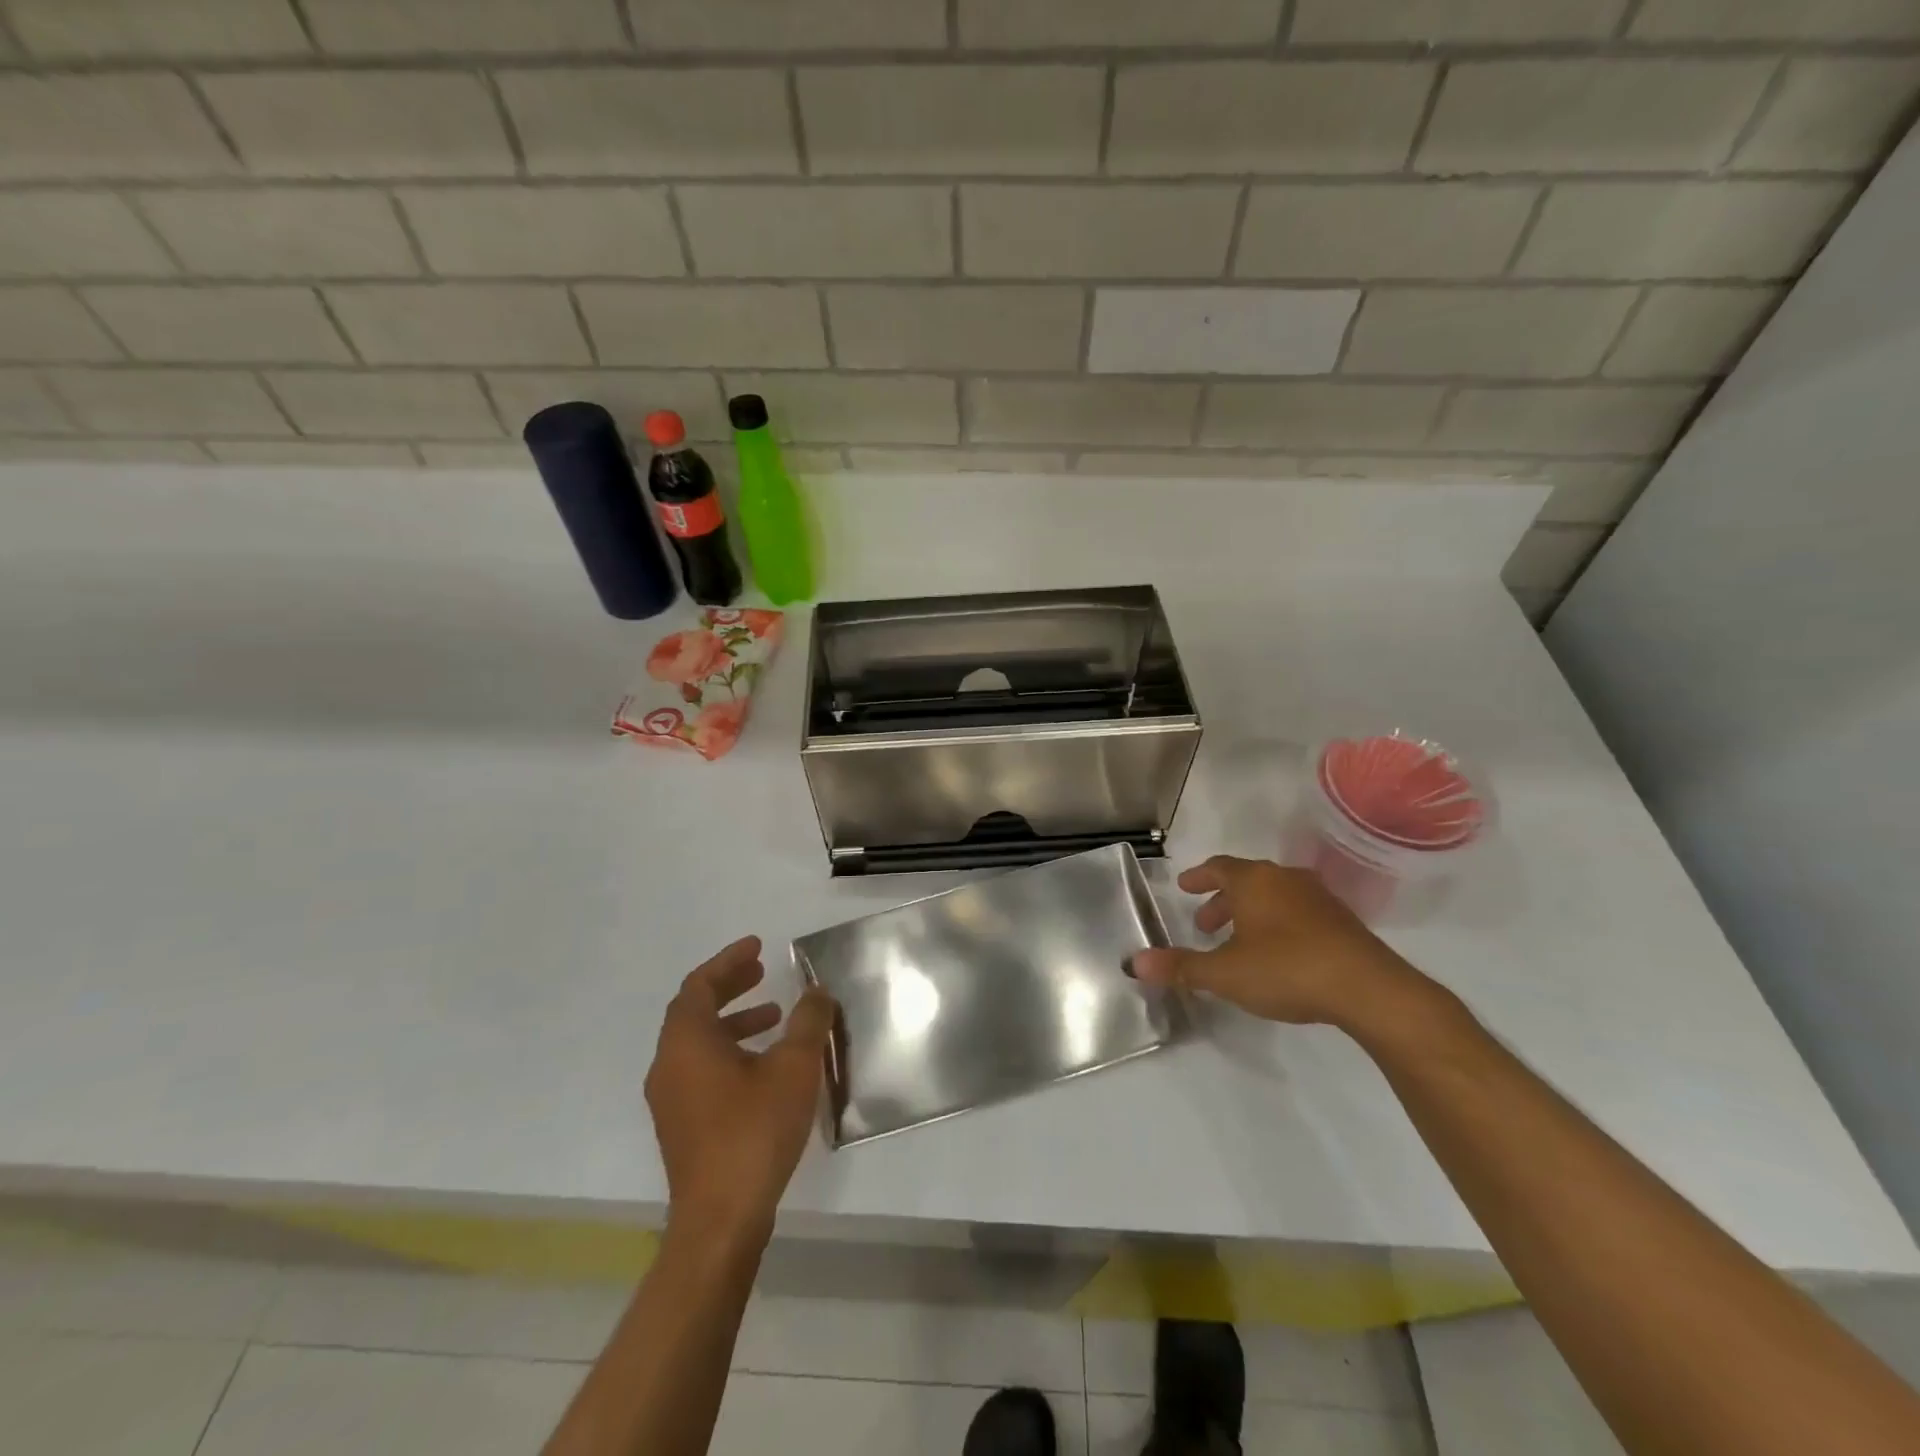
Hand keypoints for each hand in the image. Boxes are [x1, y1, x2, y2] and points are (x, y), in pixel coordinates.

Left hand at [645, 936, 835, 1244]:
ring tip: (774, 1016)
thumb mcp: (794, 1067)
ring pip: (699, 1042)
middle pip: (694, 1010)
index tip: (758, 947)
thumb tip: (817, 992)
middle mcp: (669, 1065)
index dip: (728, 961)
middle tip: (761, 971)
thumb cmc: (754, 1131)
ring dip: (734, 1021)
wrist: (720, 1218)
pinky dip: (730, 1051)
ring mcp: (671, 1099)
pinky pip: (701, 1069)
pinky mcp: (682, 1125)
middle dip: (730, 986)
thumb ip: (808, 1021)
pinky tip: (765, 1066)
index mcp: (686, 1042)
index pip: (699, 985)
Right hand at [1131, 856, 1427, 1027]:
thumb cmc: (1286, 969)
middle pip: (1246, 880)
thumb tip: (1133, 963)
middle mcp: (1284, 879)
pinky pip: (1298, 910)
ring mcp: (1317, 897)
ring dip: (1251, 912)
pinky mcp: (1342, 920)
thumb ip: (1180, 967)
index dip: (1199, 877)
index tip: (1184, 886)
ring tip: (1239, 940)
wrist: (1368, 988)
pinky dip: (1278, 922)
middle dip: (1222, 900)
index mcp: (1254, 881)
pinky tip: (1278, 951)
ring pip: (1274, 895)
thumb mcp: (1225, 973)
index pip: (1218, 867)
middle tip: (1205, 923)